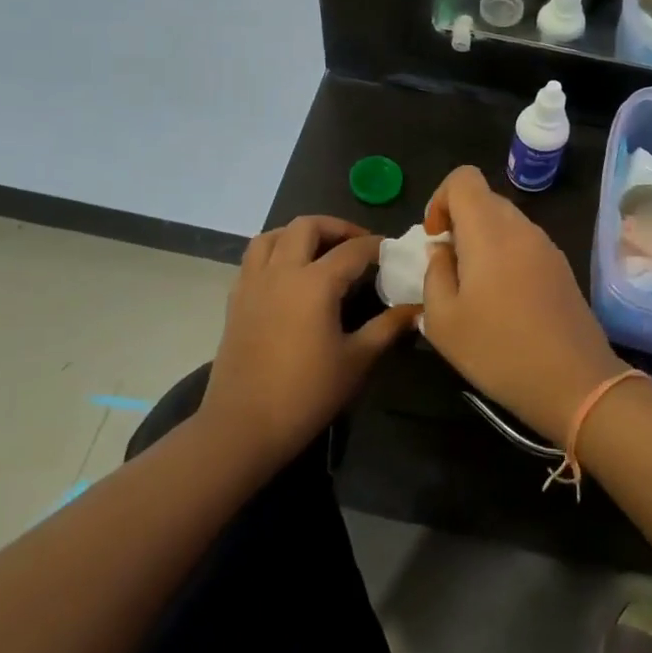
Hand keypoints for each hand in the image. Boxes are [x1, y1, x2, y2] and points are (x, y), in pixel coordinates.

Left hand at [201, 217, 416, 467]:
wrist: (243, 425)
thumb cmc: (306, 393)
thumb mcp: (356, 361)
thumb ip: (387, 328)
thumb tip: (416, 309)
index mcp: (315, 283)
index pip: (353, 250)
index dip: (376, 246)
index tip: (393, 251)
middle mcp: (282, 271)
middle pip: (307, 226)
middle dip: (336, 227)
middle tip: (357, 244)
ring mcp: (253, 283)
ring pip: (273, 235)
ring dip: (300, 233)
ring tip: (320, 250)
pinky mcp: (236, 300)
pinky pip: (254, 258)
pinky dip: (275, 251)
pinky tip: (289, 275)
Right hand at [420, 167, 628, 445]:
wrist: (576, 383)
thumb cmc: (499, 352)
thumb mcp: (443, 321)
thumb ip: (434, 274)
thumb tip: (442, 251)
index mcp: (489, 231)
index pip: (463, 178)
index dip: (440, 199)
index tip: (435, 238)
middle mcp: (521, 227)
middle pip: (484, 199)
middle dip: (459, 223)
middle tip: (449, 269)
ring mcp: (547, 246)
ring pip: (506, 223)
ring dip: (482, 242)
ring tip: (474, 291)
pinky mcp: (562, 268)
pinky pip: (524, 244)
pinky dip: (505, 257)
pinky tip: (503, 302)